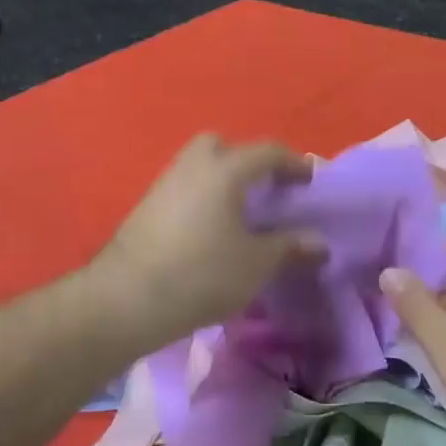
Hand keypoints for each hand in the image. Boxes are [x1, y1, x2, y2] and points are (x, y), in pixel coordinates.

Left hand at [90, 135, 324, 349]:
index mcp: (225, 170)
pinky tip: (210, 231)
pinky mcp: (145, 208)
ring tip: (239, 215)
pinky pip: (183, 189)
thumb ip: (290, 248)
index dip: (294, 164)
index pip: (267, 152)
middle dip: (247, 161)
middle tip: (265, 191)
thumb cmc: (202, 274)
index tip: (310, 182)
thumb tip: (319, 244)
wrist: (127, 299)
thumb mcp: (257, 265)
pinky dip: (201, 199)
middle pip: (223, 146)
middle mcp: (193, 166)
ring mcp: (164, 184)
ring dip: (221, 181)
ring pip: (198, 167)